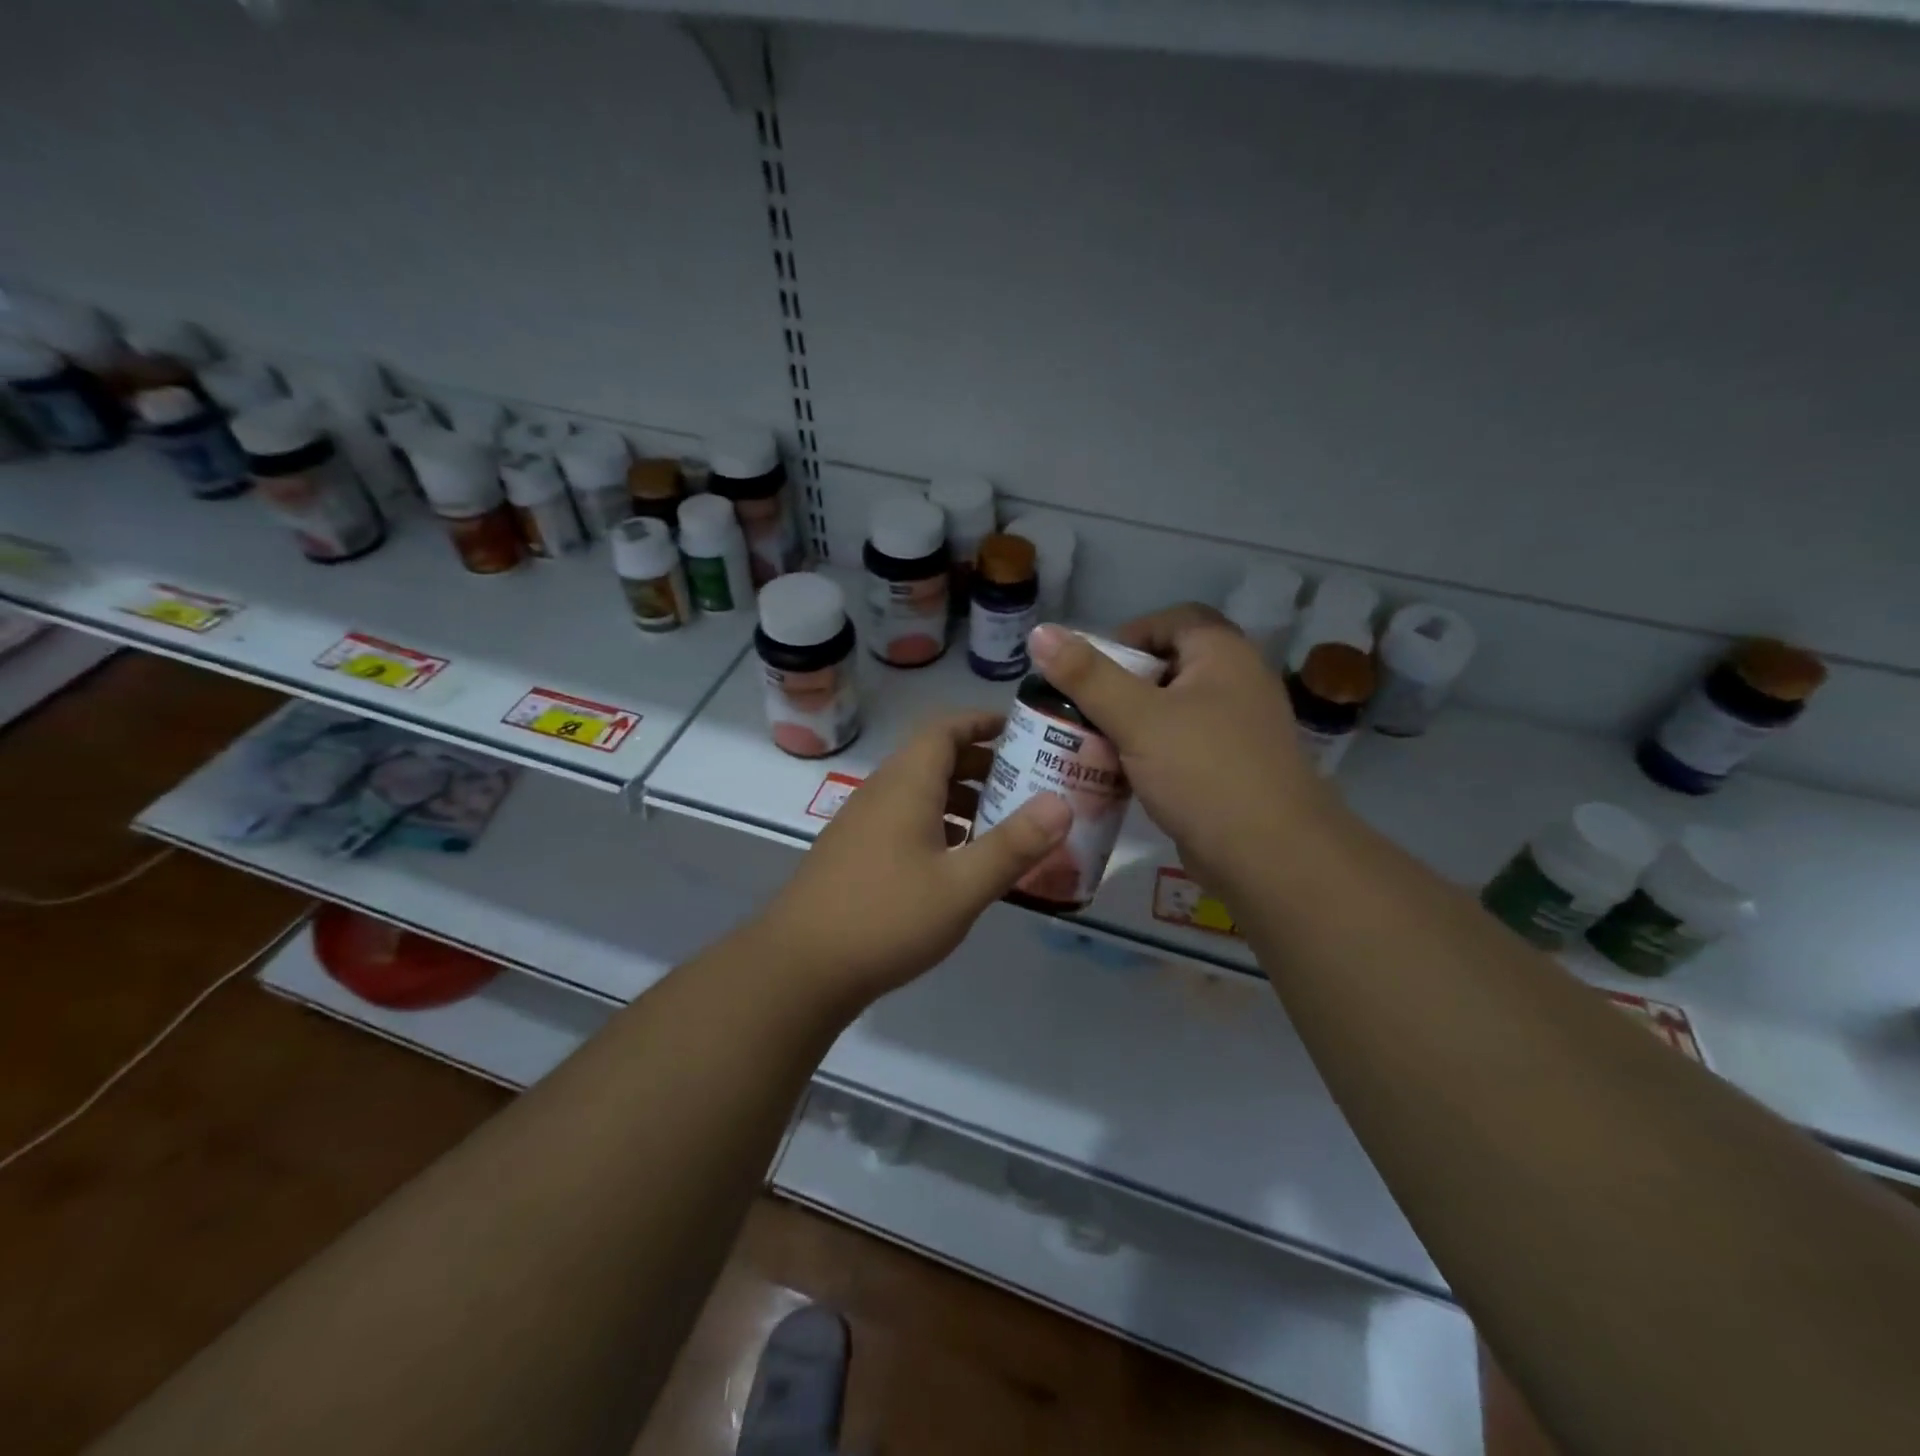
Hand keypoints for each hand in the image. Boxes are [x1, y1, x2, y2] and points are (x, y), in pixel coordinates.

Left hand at [753, 712, 1071, 1008]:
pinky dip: (938, 827)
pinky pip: (904, 822)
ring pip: (919, 794)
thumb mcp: (961, 886)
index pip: (945, 728)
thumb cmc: (886, 917)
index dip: (983, 722)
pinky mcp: (854, 854)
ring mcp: (862, 824)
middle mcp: (881, 793)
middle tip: (1027, 783)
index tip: (1023, 731)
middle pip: (934, 759)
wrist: (799, 967)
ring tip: (1003, 824)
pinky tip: (959, 863)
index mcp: (906, 784)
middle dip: (982, 765)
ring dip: (961, 799)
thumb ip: (1013, 845)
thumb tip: (1061, 802)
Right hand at [1028, 608, 1338, 895]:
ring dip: (1130, 723)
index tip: (1091, 668)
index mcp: (1223, 655)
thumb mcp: (1137, 719)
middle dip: (1120, 685)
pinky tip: (1117, 775)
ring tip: (1089, 742)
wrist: (1270, 856)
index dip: (1129, 635)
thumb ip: (1087, 676)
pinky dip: (1148, 753)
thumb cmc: (1204, 772)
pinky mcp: (1230, 769)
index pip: (1173, 621)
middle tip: (1081, 708)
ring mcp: (1237, 729)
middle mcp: (1237, 683)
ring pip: (1171, 711)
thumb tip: (1040, 632)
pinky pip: (1180, 746)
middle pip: (1168, 667)